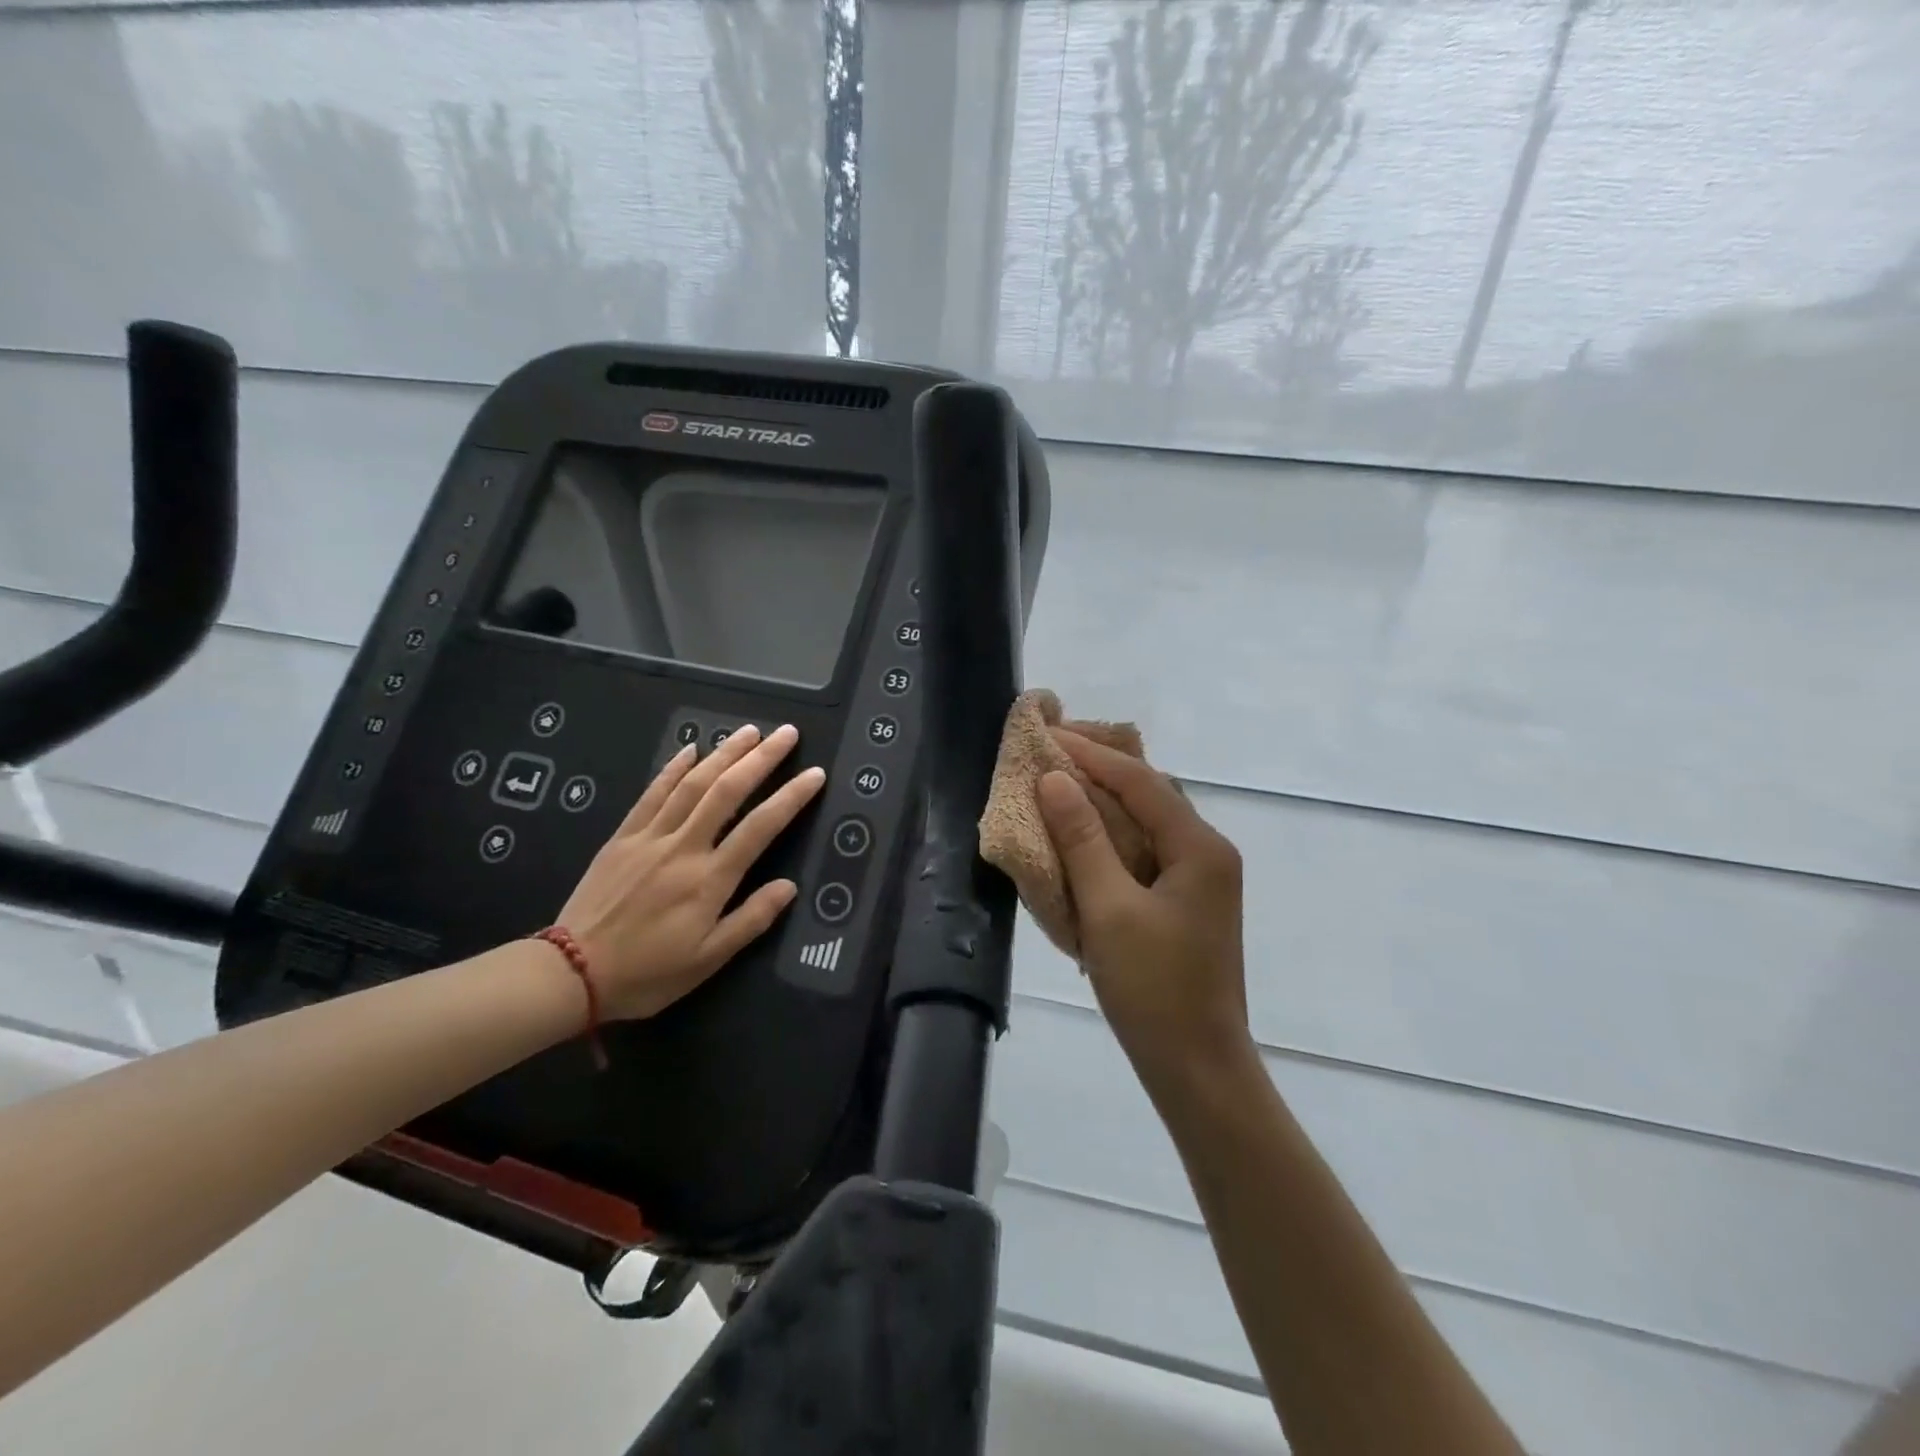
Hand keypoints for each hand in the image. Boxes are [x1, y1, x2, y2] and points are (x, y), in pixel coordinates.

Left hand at [555, 724, 825, 1020]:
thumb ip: (751, 920)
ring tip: (750, 731)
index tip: (815, 774)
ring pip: (693, 784)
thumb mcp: (708, 960)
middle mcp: (684, 848)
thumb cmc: (647, 973)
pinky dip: (674, 768)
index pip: (760, 827)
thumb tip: (788, 887)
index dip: (791, 797)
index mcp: (709, 880)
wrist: (570, 973)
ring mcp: (650, 837)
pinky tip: (691, 749)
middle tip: (787, 733)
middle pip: (728, 791)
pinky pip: (652, 793)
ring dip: (724, 753)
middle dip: (761, 758)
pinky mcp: (623, 837)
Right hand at [1036, 730, 1251, 1087]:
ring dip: (1105, 802)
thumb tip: (1054, 779)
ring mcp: (1201, 879)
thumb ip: (1081, 839)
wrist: (1197, 1067)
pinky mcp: (1186, 903)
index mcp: (1199, 847)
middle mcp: (1207, 852)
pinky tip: (1083, 836)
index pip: (1140, 781)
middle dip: (1100, 769)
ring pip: (1148, 822)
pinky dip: (1112, 836)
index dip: (1092, 755)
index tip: (1048, 735)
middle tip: (1051, 753)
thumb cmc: (1153, 989)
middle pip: (1150, 794)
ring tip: (1060, 784)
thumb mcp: (1108, 909)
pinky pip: (1146, 850)